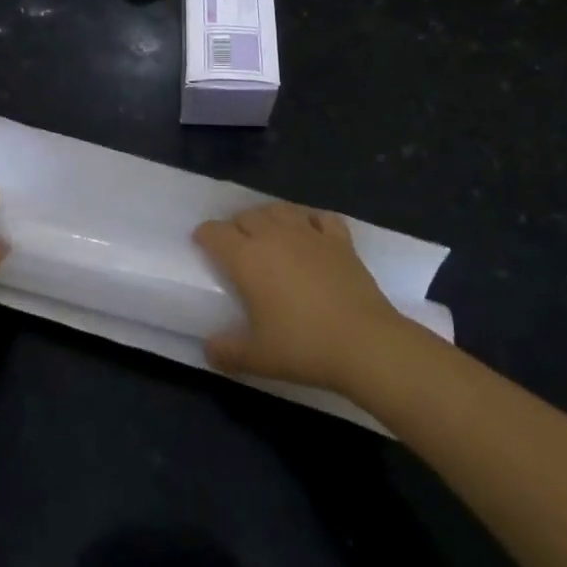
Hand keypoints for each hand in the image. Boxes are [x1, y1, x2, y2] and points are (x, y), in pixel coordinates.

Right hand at [194, 201, 404, 393]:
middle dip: (235, 226)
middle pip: (246, 216)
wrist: (365, 343)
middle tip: (235, 246)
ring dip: (267, 216)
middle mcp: (274, 236)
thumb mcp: (257, 358)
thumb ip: (226, 351)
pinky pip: (320, 217)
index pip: (215, 232)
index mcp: (247, 258)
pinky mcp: (340, 240)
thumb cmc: (304, 347)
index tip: (202, 244)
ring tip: (268, 233)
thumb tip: (209, 348)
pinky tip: (311, 231)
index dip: (205, 235)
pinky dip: (310, 220)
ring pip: (280, 209)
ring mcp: (310, 234)